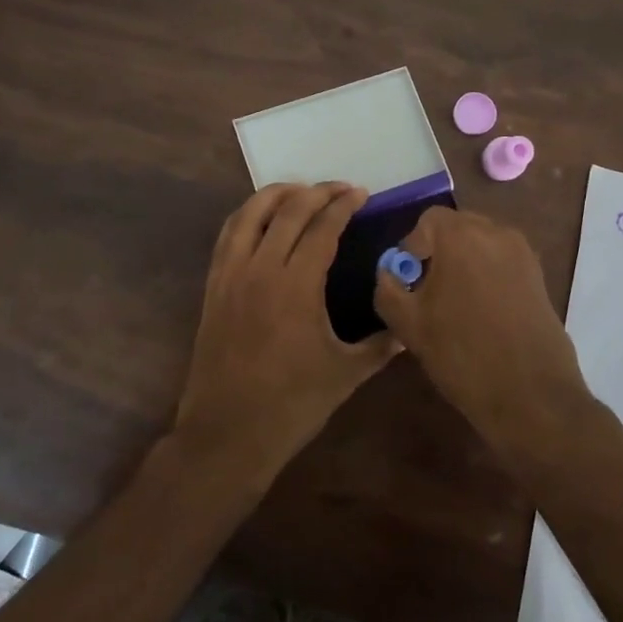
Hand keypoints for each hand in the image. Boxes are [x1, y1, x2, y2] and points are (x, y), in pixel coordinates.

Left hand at [175, 183, 400, 483]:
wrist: (228, 432)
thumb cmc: (292, 404)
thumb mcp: (346, 374)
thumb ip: (380, 345)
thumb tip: (409, 330)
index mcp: (296, 284)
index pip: (322, 227)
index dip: (343, 205)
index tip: (360, 193)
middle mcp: (260, 268)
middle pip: (288, 210)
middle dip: (317, 192)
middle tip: (341, 189)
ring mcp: (231, 275)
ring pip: (250, 214)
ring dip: (277, 194)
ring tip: (300, 191)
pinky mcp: (213, 286)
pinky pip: (228, 235)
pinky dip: (247, 215)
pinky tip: (261, 219)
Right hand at [373, 205, 590, 449]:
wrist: (530, 394)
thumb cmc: (461, 354)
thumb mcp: (407, 324)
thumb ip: (388, 288)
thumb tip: (389, 272)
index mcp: (461, 235)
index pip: (427, 220)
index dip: (412, 247)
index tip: (408, 280)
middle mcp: (496, 232)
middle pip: (457, 226)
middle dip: (438, 251)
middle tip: (428, 289)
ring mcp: (523, 253)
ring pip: (481, 243)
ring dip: (464, 262)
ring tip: (455, 302)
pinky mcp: (539, 276)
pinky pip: (502, 260)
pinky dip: (487, 274)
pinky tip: (482, 311)